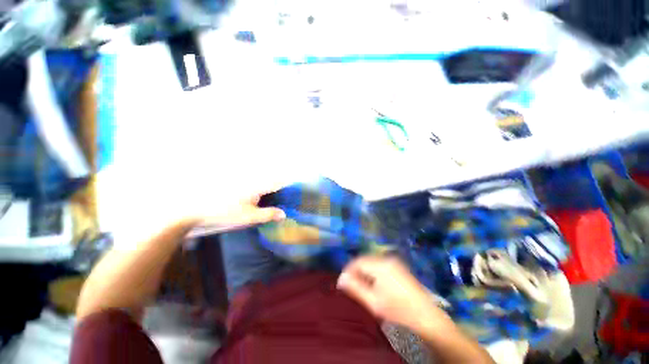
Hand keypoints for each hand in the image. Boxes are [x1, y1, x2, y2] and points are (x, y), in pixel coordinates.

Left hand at [186, 192, 285, 236]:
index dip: (289, 184)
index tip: (296, 188)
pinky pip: (256, 189)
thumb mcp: (249, 216)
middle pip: (272, 182)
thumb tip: (284, 214)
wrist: (198, 209)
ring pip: (264, 185)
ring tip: (277, 200)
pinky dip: (263, 194)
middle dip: (281, 188)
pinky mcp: (240, 189)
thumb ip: (268, 214)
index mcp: (258, 187)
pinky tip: (262, 202)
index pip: (278, 182)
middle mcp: (253, 182)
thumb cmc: (226, 212)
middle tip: (288, 197)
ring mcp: (246, 185)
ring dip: (272, 190)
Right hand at [337, 255, 452, 332]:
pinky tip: (374, 285)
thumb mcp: (373, 302)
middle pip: (365, 260)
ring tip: (362, 287)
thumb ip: (355, 288)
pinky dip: (373, 272)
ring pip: (372, 262)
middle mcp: (387, 259)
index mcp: (380, 265)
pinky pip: (380, 265)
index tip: (343, 282)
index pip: (357, 262)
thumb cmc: (398, 311)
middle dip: (356, 271)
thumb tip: (340, 279)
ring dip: (364, 272)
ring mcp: (394, 262)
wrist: (427, 317)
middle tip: (351, 286)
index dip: (348, 270)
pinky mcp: (399, 267)